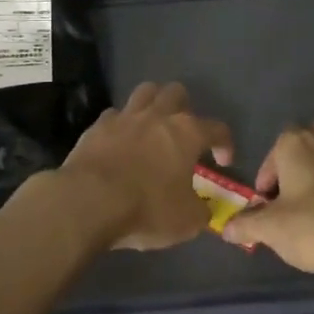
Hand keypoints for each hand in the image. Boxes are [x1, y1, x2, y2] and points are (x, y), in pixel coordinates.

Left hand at [56, 82, 233, 250]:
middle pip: (177, 93)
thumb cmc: (147, 208)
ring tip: (153, 126)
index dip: (225, 144)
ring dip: (153, 104)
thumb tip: (203, 209)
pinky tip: (120, 141)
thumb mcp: (186, 221)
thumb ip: (200, 210)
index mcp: (187, 133)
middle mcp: (158, 116)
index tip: (224, 161)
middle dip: (185, 109)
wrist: (88, 202)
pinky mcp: (97, 126)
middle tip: (183, 134)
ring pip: (145, 92)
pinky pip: (114, 114)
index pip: (217, 128)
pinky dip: (121, 124)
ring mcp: (125, 117)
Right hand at [220, 119, 313, 281]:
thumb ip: (246, 225)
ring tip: (313, 212)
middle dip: (299, 158)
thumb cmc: (312, 226)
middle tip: (291, 191)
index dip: (268, 175)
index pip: (275, 148)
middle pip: (310, 136)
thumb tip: (227, 228)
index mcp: (297, 145)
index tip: (266, 202)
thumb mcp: (270, 230)